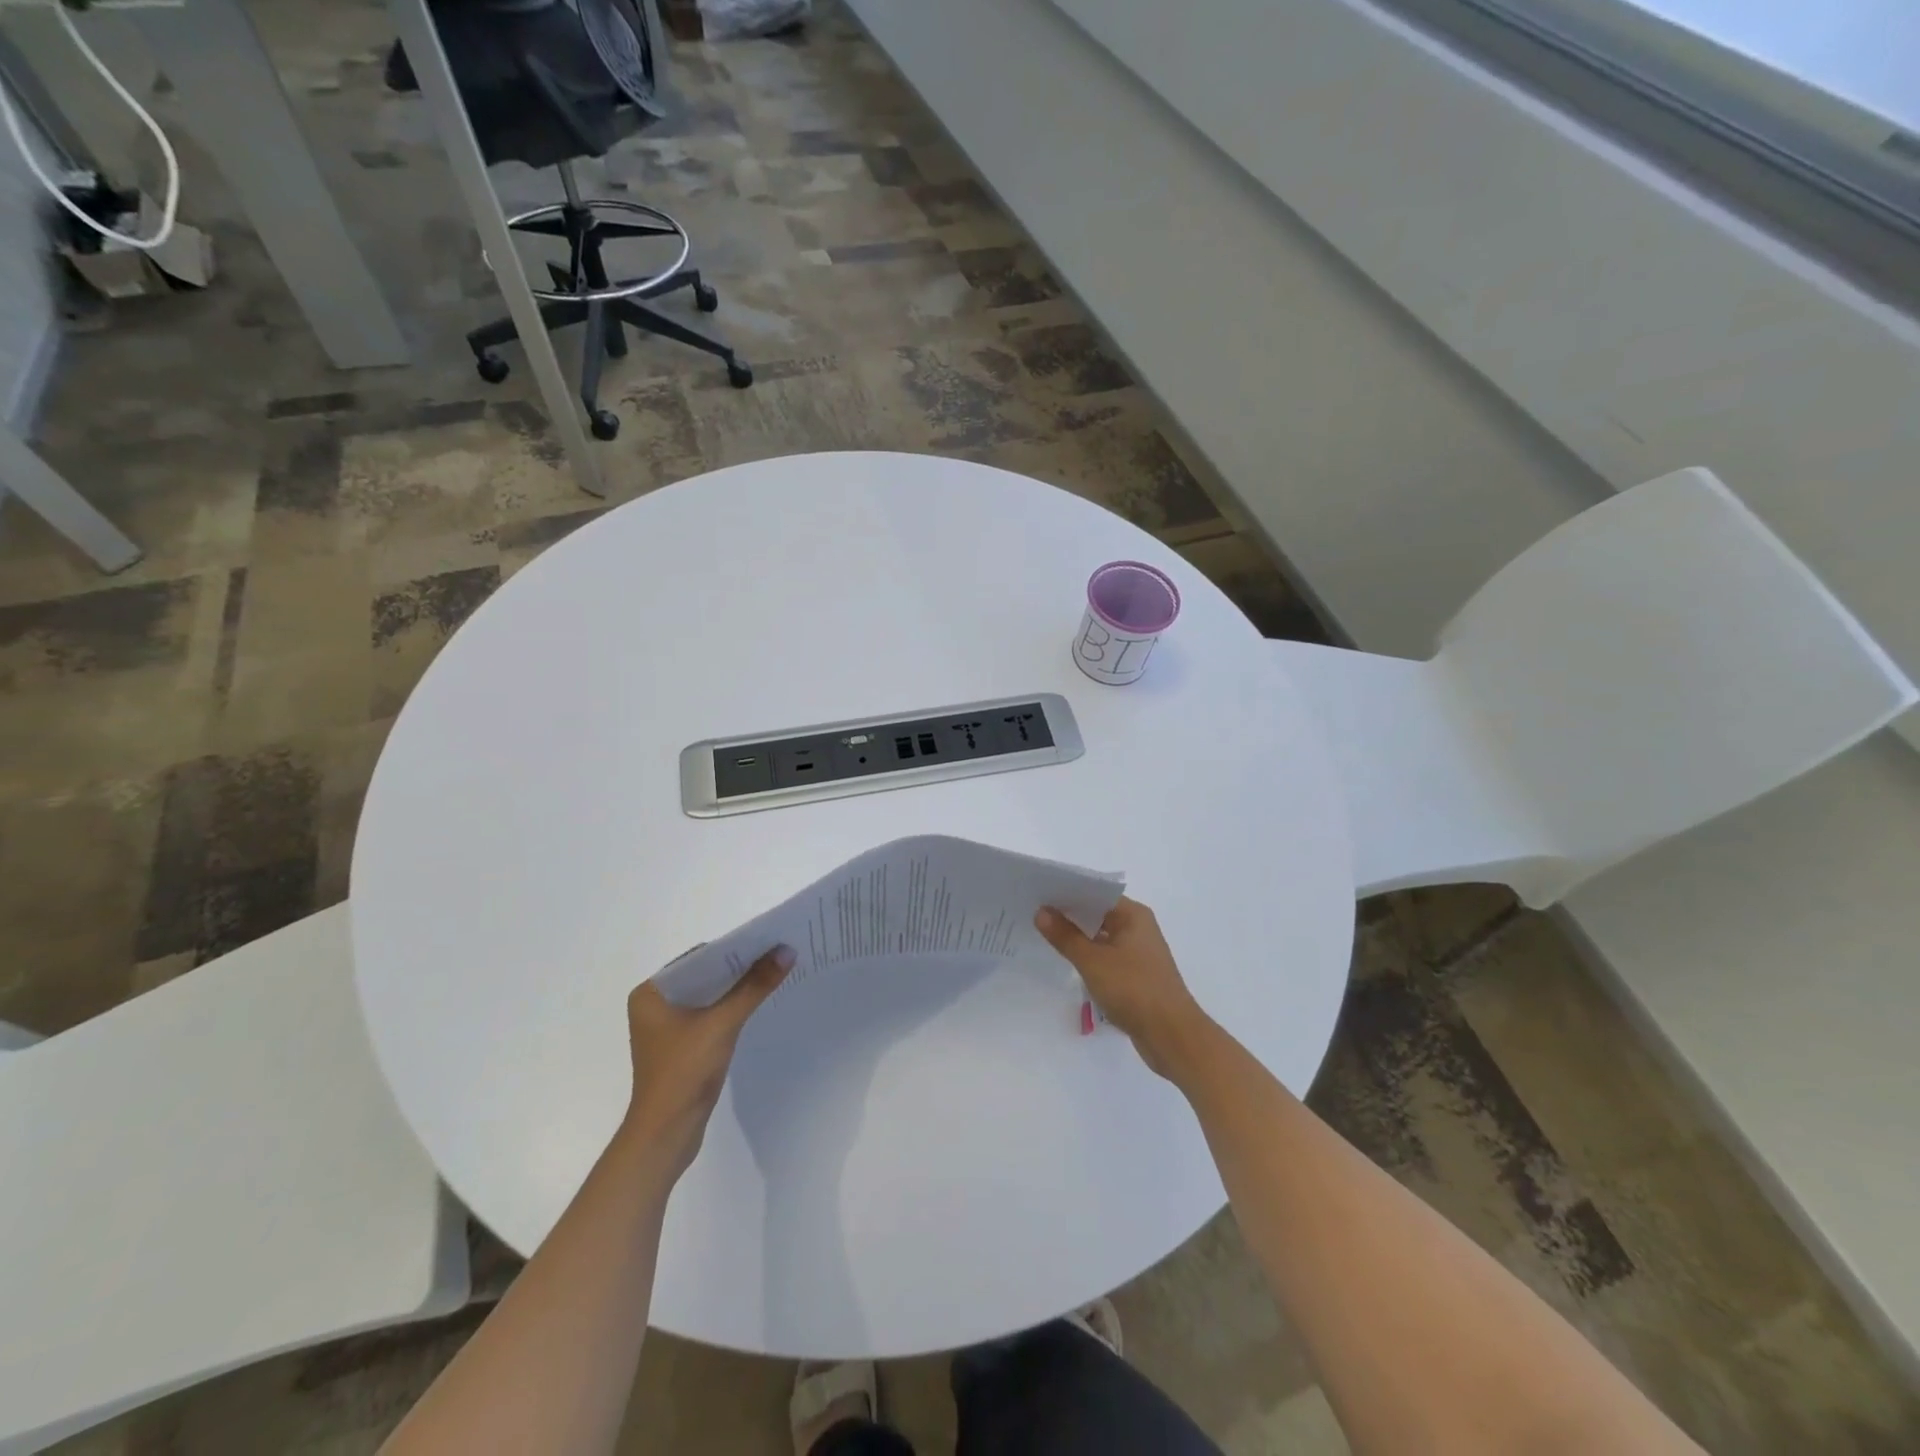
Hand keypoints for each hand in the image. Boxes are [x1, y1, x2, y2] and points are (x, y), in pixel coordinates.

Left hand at [622, 944, 792, 1173]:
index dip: (733, 949)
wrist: (665, 1135)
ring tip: (773, 974)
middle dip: (738, 968)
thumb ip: (754, 986)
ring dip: (736, 989)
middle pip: (704, 976)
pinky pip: (709, 1016)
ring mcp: (666, 1028)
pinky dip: (731, 1009)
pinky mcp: (681, 1047)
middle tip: (776, 954)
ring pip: (708, 997)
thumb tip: (786, 950)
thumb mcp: (722, 1023)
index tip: (766, 940)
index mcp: (650, 993)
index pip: (697, 958)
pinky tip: (756, 1004)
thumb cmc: (684, 1072)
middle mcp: (654, 1006)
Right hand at [1035, 897, 1216, 1083]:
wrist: (1171, 1035)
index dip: (1068, 891)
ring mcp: (1139, 953)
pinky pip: (1107, 956)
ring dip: (1078, 937)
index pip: (1096, 892)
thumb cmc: (1133, 989)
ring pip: (1102, 936)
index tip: (1040, 891)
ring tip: (1044, 934)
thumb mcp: (1092, 961)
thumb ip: (1065, 936)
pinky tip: (1067, 961)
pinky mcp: (1136, 975)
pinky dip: (1089, 956)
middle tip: (1034, 911)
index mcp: (1133, 915)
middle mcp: (1138, 928)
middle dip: (1069, 914)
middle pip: (1099, 913)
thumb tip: (1041, 912)